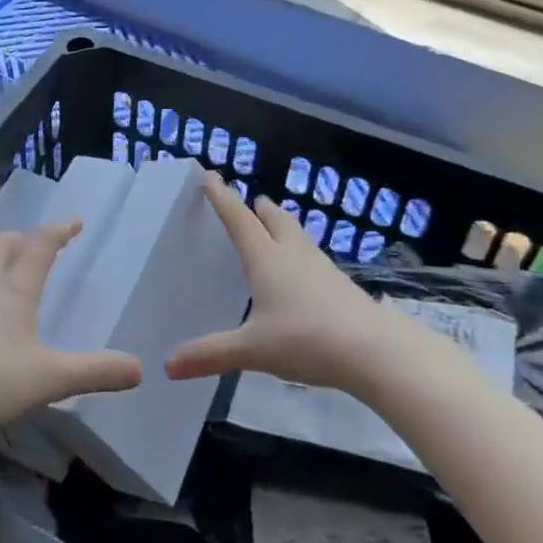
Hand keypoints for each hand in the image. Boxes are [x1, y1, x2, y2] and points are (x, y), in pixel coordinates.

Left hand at [0, 219, 141, 444]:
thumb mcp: (48, 379)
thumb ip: (94, 372)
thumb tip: (139, 369)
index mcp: (15, 287)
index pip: (41, 245)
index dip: (59, 230)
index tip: (74, 222)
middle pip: (3, 242)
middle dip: (23, 239)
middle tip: (35, 247)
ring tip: (3, 267)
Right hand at [166, 171, 387, 391]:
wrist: (374, 350)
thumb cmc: (306, 339)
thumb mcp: (253, 350)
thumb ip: (211, 354)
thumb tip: (168, 366)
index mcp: (265, 257)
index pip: (238, 218)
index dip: (222, 197)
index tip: (210, 176)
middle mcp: (291, 251)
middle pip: (273, 217)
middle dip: (257, 208)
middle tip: (246, 205)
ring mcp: (319, 265)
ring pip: (295, 233)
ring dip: (280, 226)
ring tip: (270, 232)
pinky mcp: (339, 282)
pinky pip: (310, 255)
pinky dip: (297, 252)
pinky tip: (298, 274)